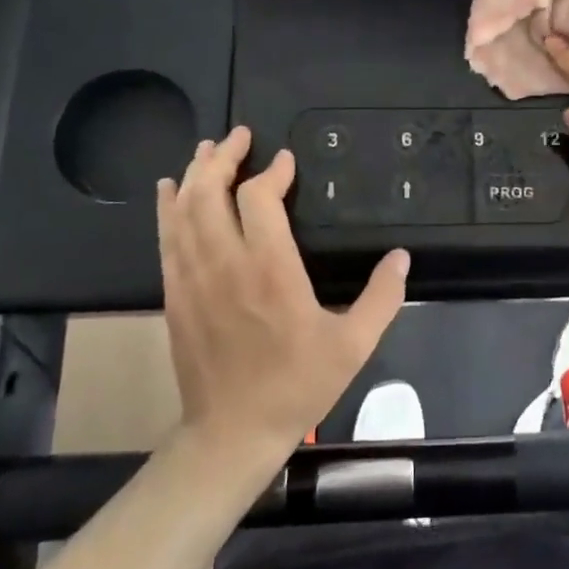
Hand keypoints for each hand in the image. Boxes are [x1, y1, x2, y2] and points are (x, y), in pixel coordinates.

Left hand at [157, 128, 408, 458]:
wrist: (232, 433)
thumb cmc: (297, 386)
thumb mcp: (353, 346)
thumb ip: (382, 297)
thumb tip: (402, 257)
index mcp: (270, 271)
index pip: (259, 200)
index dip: (271, 172)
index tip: (285, 160)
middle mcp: (225, 265)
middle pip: (210, 193)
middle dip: (222, 157)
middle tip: (239, 135)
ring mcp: (192, 279)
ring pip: (183, 211)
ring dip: (194, 174)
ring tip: (206, 150)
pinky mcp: (174, 295)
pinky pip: (166, 239)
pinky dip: (168, 208)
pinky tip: (170, 191)